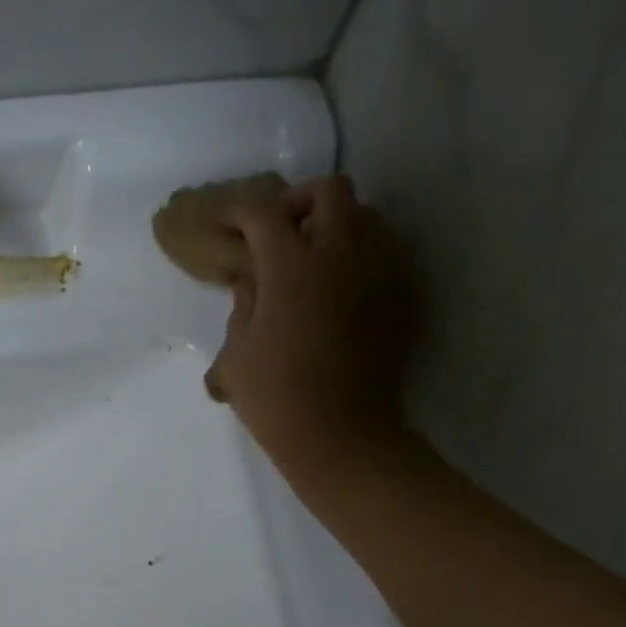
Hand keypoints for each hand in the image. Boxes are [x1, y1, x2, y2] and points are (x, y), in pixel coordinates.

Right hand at [209, 176, 417, 477]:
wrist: (341, 436)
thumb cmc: (276, 399)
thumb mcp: (238, 355)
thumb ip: (243, 306)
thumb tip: (251, 280)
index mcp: (291, 267)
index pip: (262, 213)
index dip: (238, 212)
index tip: (225, 225)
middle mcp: (341, 254)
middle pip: (329, 191)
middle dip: (298, 201)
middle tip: (278, 231)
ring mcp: (378, 272)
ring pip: (366, 215)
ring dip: (335, 224)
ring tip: (312, 257)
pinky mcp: (400, 295)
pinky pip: (385, 251)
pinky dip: (360, 253)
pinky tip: (340, 286)